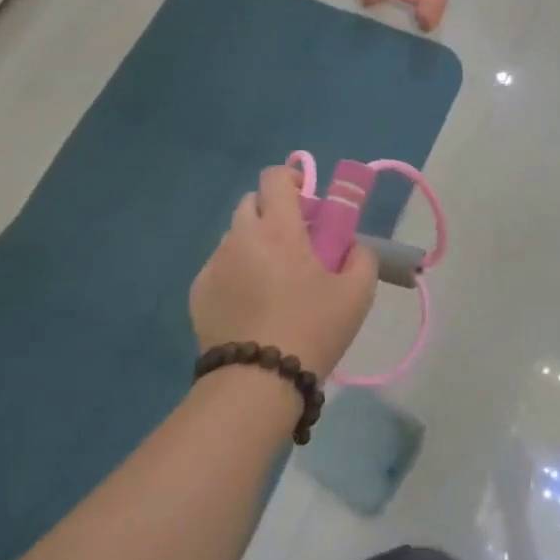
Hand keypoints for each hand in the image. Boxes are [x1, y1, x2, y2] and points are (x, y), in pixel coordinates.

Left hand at [191, 165, 377, 379]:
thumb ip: (361, 258)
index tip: (308, 200)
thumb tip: (352, 246)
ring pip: (235, 236)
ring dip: (254, 243)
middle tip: (296, 242)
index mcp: (278, 230)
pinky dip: (236, 273)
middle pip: (251, 203)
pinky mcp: (198, 292)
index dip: (293, 178)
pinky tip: (251, 305)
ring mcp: (214, 265)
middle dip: (273, 212)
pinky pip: (220, 267)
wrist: (257, 382)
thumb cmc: (312, 330)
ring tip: (272, 280)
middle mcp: (240, 238)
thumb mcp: (357, 294)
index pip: (275, 178)